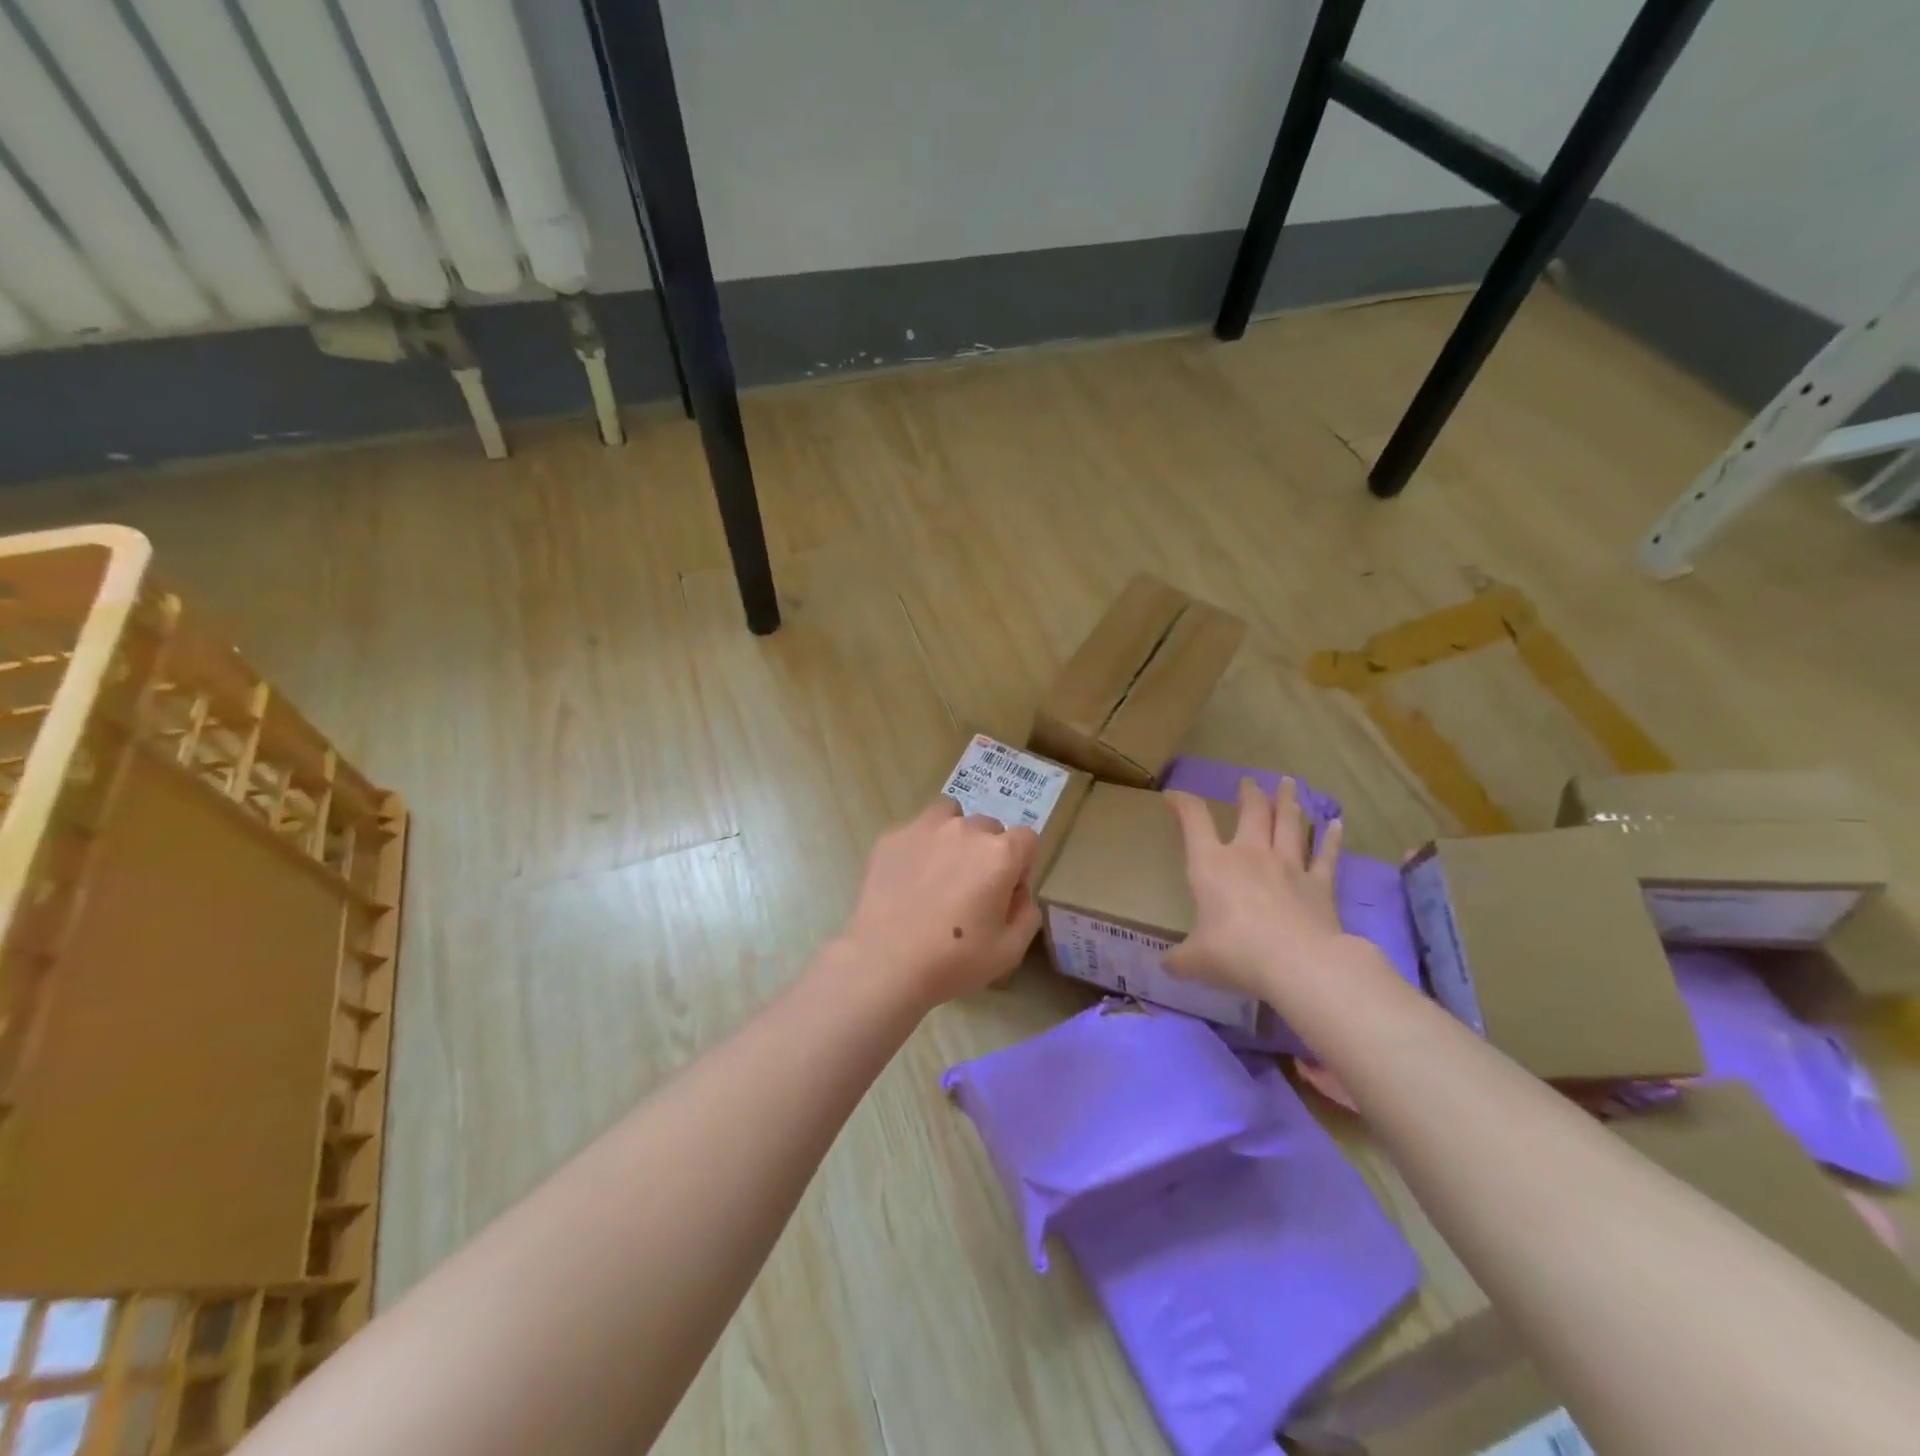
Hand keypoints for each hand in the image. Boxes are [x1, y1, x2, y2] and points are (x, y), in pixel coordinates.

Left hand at [834, 799, 1042, 1010]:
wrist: (885, 962)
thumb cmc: (954, 960)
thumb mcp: (1010, 951)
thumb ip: (1027, 915)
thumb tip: (1018, 894)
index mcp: (1000, 854)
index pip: (1026, 838)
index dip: (1022, 864)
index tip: (1007, 891)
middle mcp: (965, 830)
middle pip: (989, 827)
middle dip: (988, 852)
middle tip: (972, 887)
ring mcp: (925, 828)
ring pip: (951, 816)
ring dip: (955, 836)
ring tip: (942, 870)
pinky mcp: (892, 836)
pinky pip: (917, 829)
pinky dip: (921, 845)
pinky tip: (909, 876)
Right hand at [1163, 778, 1348, 1001]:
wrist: (1298, 964)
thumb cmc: (1236, 953)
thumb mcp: (1195, 961)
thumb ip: (1180, 960)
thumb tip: (1166, 966)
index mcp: (1212, 865)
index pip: (1194, 821)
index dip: (1182, 803)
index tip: (1173, 796)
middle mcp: (1250, 855)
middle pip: (1252, 812)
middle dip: (1248, 794)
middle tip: (1248, 782)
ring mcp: (1288, 866)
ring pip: (1289, 824)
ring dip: (1288, 802)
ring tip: (1289, 783)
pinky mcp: (1319, 885)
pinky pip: (1326, 855)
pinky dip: (1331, 838)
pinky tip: (1336, 824)